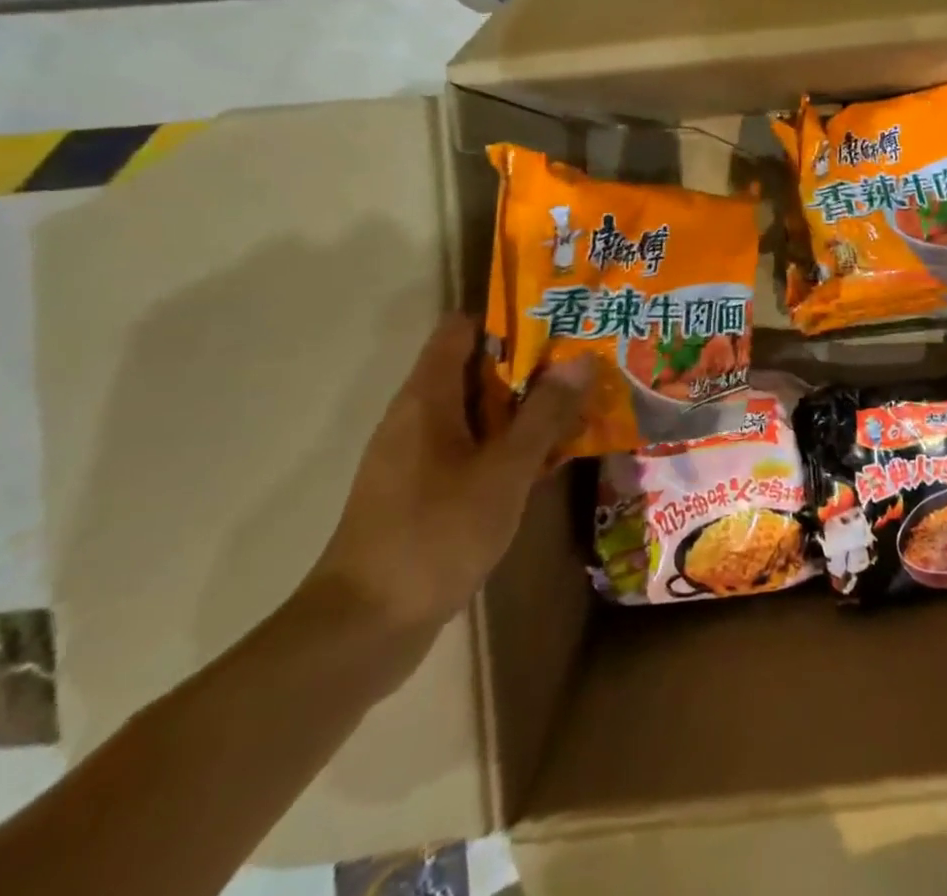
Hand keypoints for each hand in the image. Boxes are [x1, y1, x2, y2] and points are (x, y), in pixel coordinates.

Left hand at [304, 315, 590, 637]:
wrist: (362, 629)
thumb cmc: (434, 534)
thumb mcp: (503, 471)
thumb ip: (544, 414)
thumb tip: (581, 360)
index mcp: (427, 397)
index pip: (462, 328)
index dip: (509, 318)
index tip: (558, 322)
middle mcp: (417, 416)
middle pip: (475, 368)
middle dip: (529, 364)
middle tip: (584, 363)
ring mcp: (416, 456)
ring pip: (477, 412)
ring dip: (522, 407)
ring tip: (577, 404)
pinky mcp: (422, 491)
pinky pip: (470, 448)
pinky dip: (506, 445)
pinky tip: (545, 460)